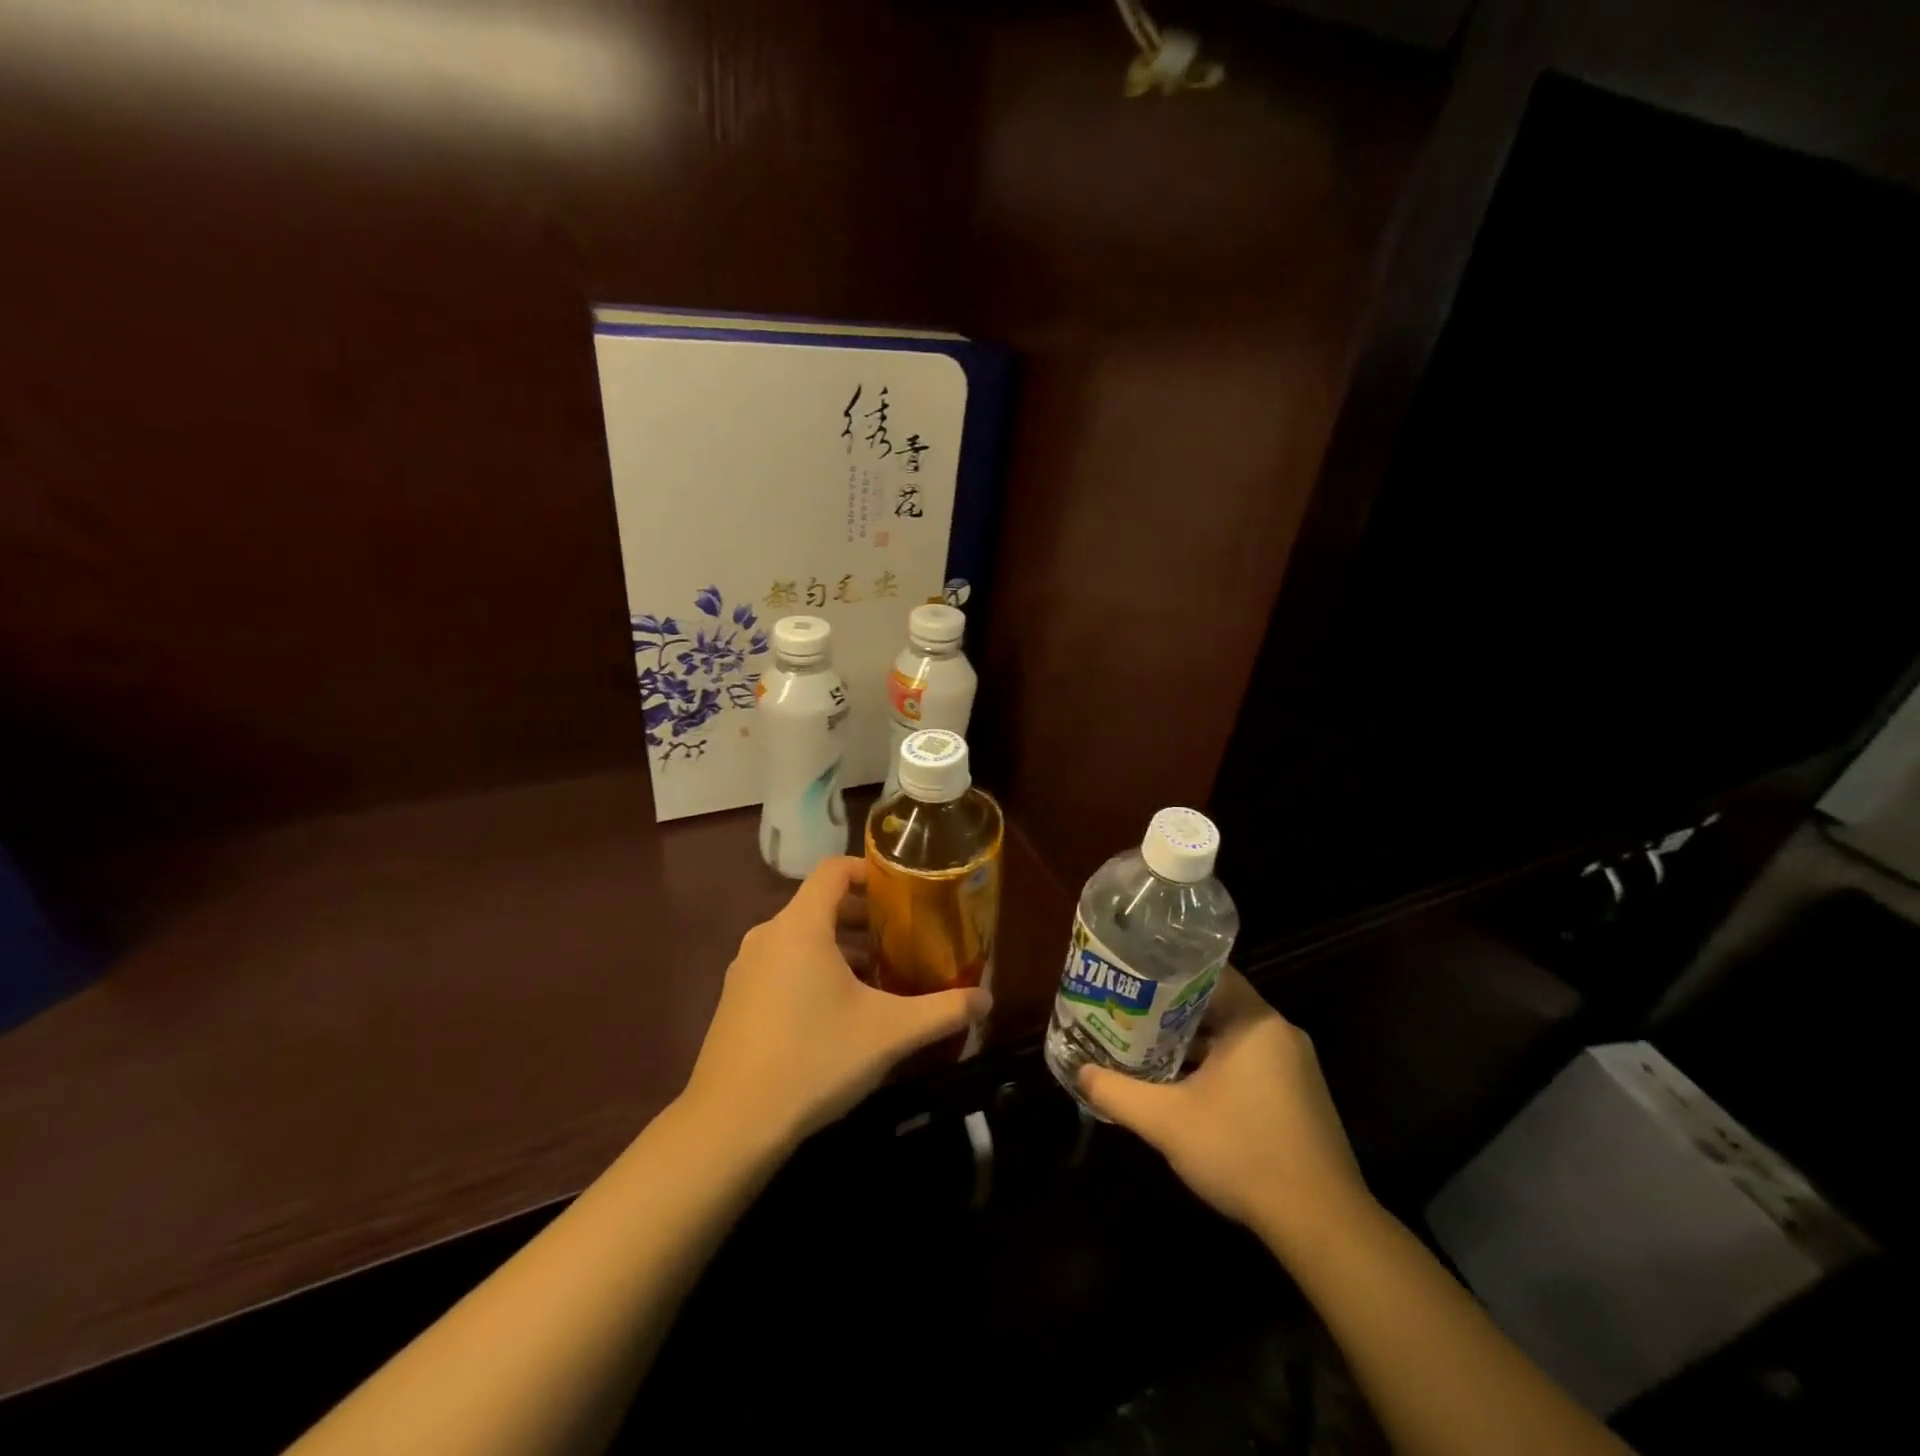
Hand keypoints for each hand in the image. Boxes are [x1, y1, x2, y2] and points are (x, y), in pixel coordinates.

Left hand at [681, 857, 990, 1149]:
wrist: (730, 1126)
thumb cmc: (814, 1060)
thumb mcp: (889, 1034)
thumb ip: (942, 1011)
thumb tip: (987, 1000)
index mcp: (800, 927)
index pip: (834, 870)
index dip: (869, 870)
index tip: (902, 890)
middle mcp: (767, 936)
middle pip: (819, 904)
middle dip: (863, 916)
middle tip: (902, 936)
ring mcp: (745, 968)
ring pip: (801, 938)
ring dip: (840, 947)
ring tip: (878, 976)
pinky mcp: (735, 999)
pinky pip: (782, 964)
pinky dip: (813, 969)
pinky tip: (838, 1012)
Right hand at [1077, 968, 1373, 1251]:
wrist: (1321, 1223)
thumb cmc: (1242, 1152)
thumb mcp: (1167, 1122)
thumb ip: (1118, 1093)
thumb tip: (1080, 1073)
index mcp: (1255, 1021)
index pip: (1208, 972)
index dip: (1168, 971)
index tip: (1133, 976)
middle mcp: (1279, 1033)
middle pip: (1217, 1004)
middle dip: (1172, 1010)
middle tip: (1129, 1010)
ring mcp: (1295, 1066)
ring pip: (1232, 1037)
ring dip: (1193, 1042)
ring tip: (1146, 1044)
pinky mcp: (1300, 1097)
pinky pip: (1250, 1063)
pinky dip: (1217, 1065)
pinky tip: (1186, 1086)